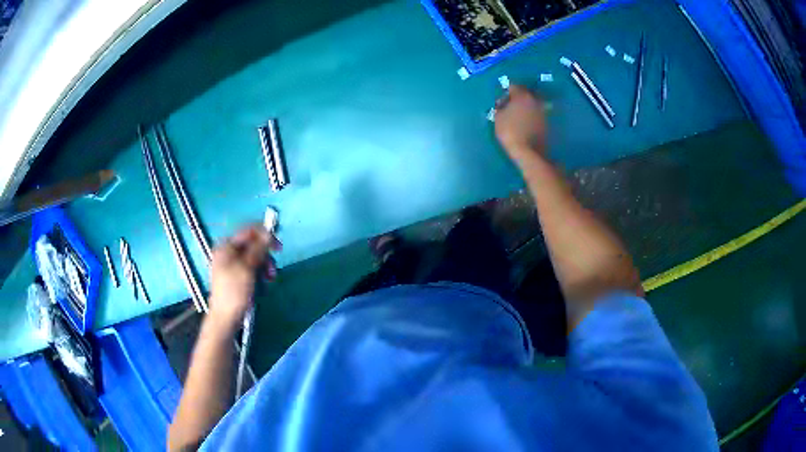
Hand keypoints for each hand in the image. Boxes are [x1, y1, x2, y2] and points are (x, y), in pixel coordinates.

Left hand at [207, 225, 279, 332]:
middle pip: (252, 245)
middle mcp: (227, 252)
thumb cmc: (235, 291)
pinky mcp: (235, 276)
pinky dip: (259, 273)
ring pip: (253, 257)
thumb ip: (258, 248)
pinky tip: (263, 283)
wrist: (226, 318)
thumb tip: (268, 233)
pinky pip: (251, 268)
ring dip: (264, 266)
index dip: (264, 235)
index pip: (248, 231)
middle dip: (265, 255)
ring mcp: (231, 264)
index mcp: (226, 246)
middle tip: (273, 269)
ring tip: (269, 279)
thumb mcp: (247, 268)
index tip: (279, 246)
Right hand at [494, 85, 547, 162]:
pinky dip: (531, 116)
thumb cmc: (510, 132)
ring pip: (532, 104)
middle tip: (509, 107)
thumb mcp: (498, 118)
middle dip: (517, 98)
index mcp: (522, 96)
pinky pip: (536, 114)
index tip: (501, 101)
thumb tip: (503, 104)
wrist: (529, 151)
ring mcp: (542, 111)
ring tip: (517, 116)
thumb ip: (500, 107)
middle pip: (525, 94)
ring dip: (525, 107)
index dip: (506, 92)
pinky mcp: (546, 122)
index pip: (513, 86)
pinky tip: (525, 123)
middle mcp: (534, 100)